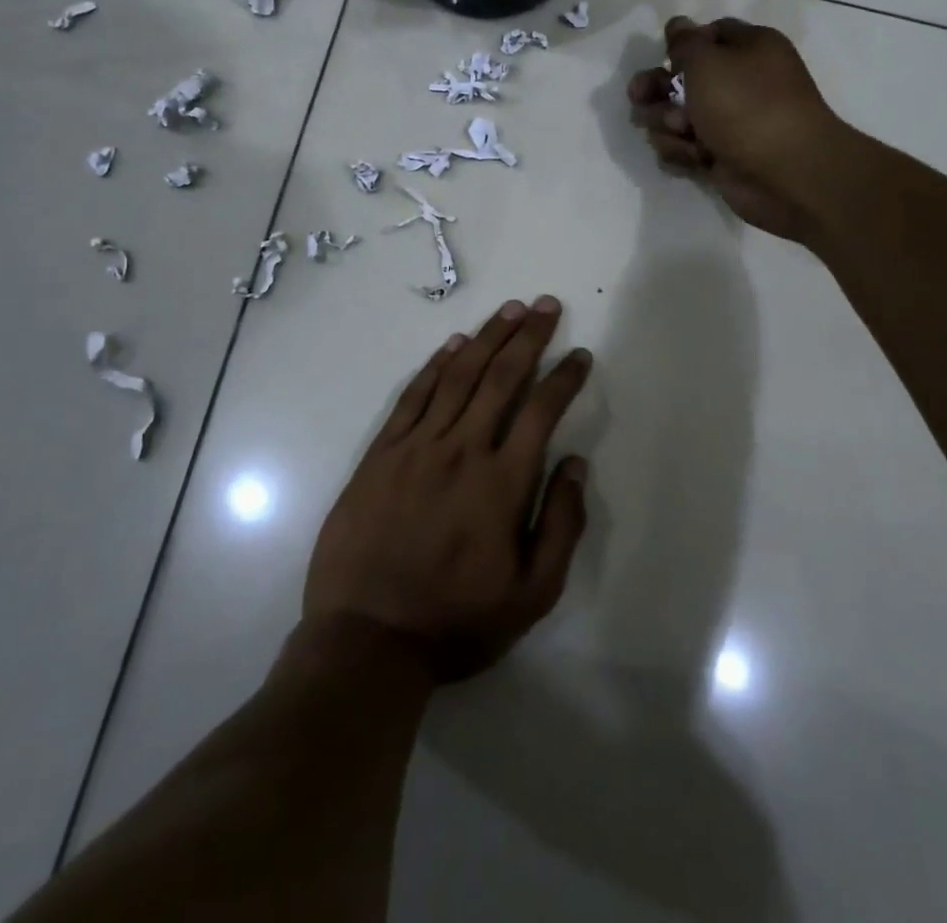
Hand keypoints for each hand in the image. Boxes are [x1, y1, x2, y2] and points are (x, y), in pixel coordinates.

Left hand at [303, 297, 592, 683]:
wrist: (367, 640)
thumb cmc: (456, 622)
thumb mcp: (531, 595)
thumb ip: (561, 525)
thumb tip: (575, 464)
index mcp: (502, 483)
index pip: (540, 412)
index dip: (564, 378)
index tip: (579, 355)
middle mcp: (462, 451)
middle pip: (500, 378)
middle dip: (528, 337)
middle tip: (546, 305)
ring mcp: (416, 447)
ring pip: (457, 376)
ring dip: (486, 338)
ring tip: (509, 310)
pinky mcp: (381, 453)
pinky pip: (413, 396)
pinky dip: (436, 365)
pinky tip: (453, 344)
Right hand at [628, 16, 848, 243]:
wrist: (786, 173)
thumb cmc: (747, 106)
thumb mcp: (708, 61)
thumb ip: (685, 42)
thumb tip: (678, 25)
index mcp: (749, 49)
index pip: (708, 35)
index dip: (681, 46)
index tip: (663, 58)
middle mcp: (740, 83)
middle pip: (683, 79)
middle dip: (657, 90)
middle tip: (639, 99)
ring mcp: (730, 122)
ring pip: (677, 117)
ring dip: (666, 125)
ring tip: (680, 133)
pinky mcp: (720, 156)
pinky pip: (685, 148)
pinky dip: (682, 152)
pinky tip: (691, 158)